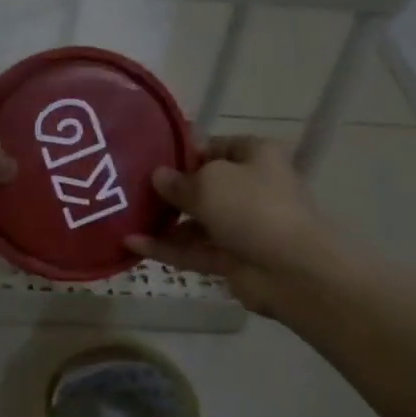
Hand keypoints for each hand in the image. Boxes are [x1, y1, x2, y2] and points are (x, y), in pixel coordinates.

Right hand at [125, 136, 336, 313]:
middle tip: (131, 190)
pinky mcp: (232, 258)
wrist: (290, 269)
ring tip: (125, 219)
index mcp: (256, 156)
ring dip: (164, 222)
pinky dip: (167, 248)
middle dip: (170, 190)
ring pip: (196, 221)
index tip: (150, 160)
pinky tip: (132, 244)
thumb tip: (159, 177)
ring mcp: (242, 226)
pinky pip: (194, 249)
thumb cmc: (252, 208)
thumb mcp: (209, 182)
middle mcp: (251, 187)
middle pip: (204, 185)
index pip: (216, 147)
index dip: (184, 153)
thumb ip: (179, 180)